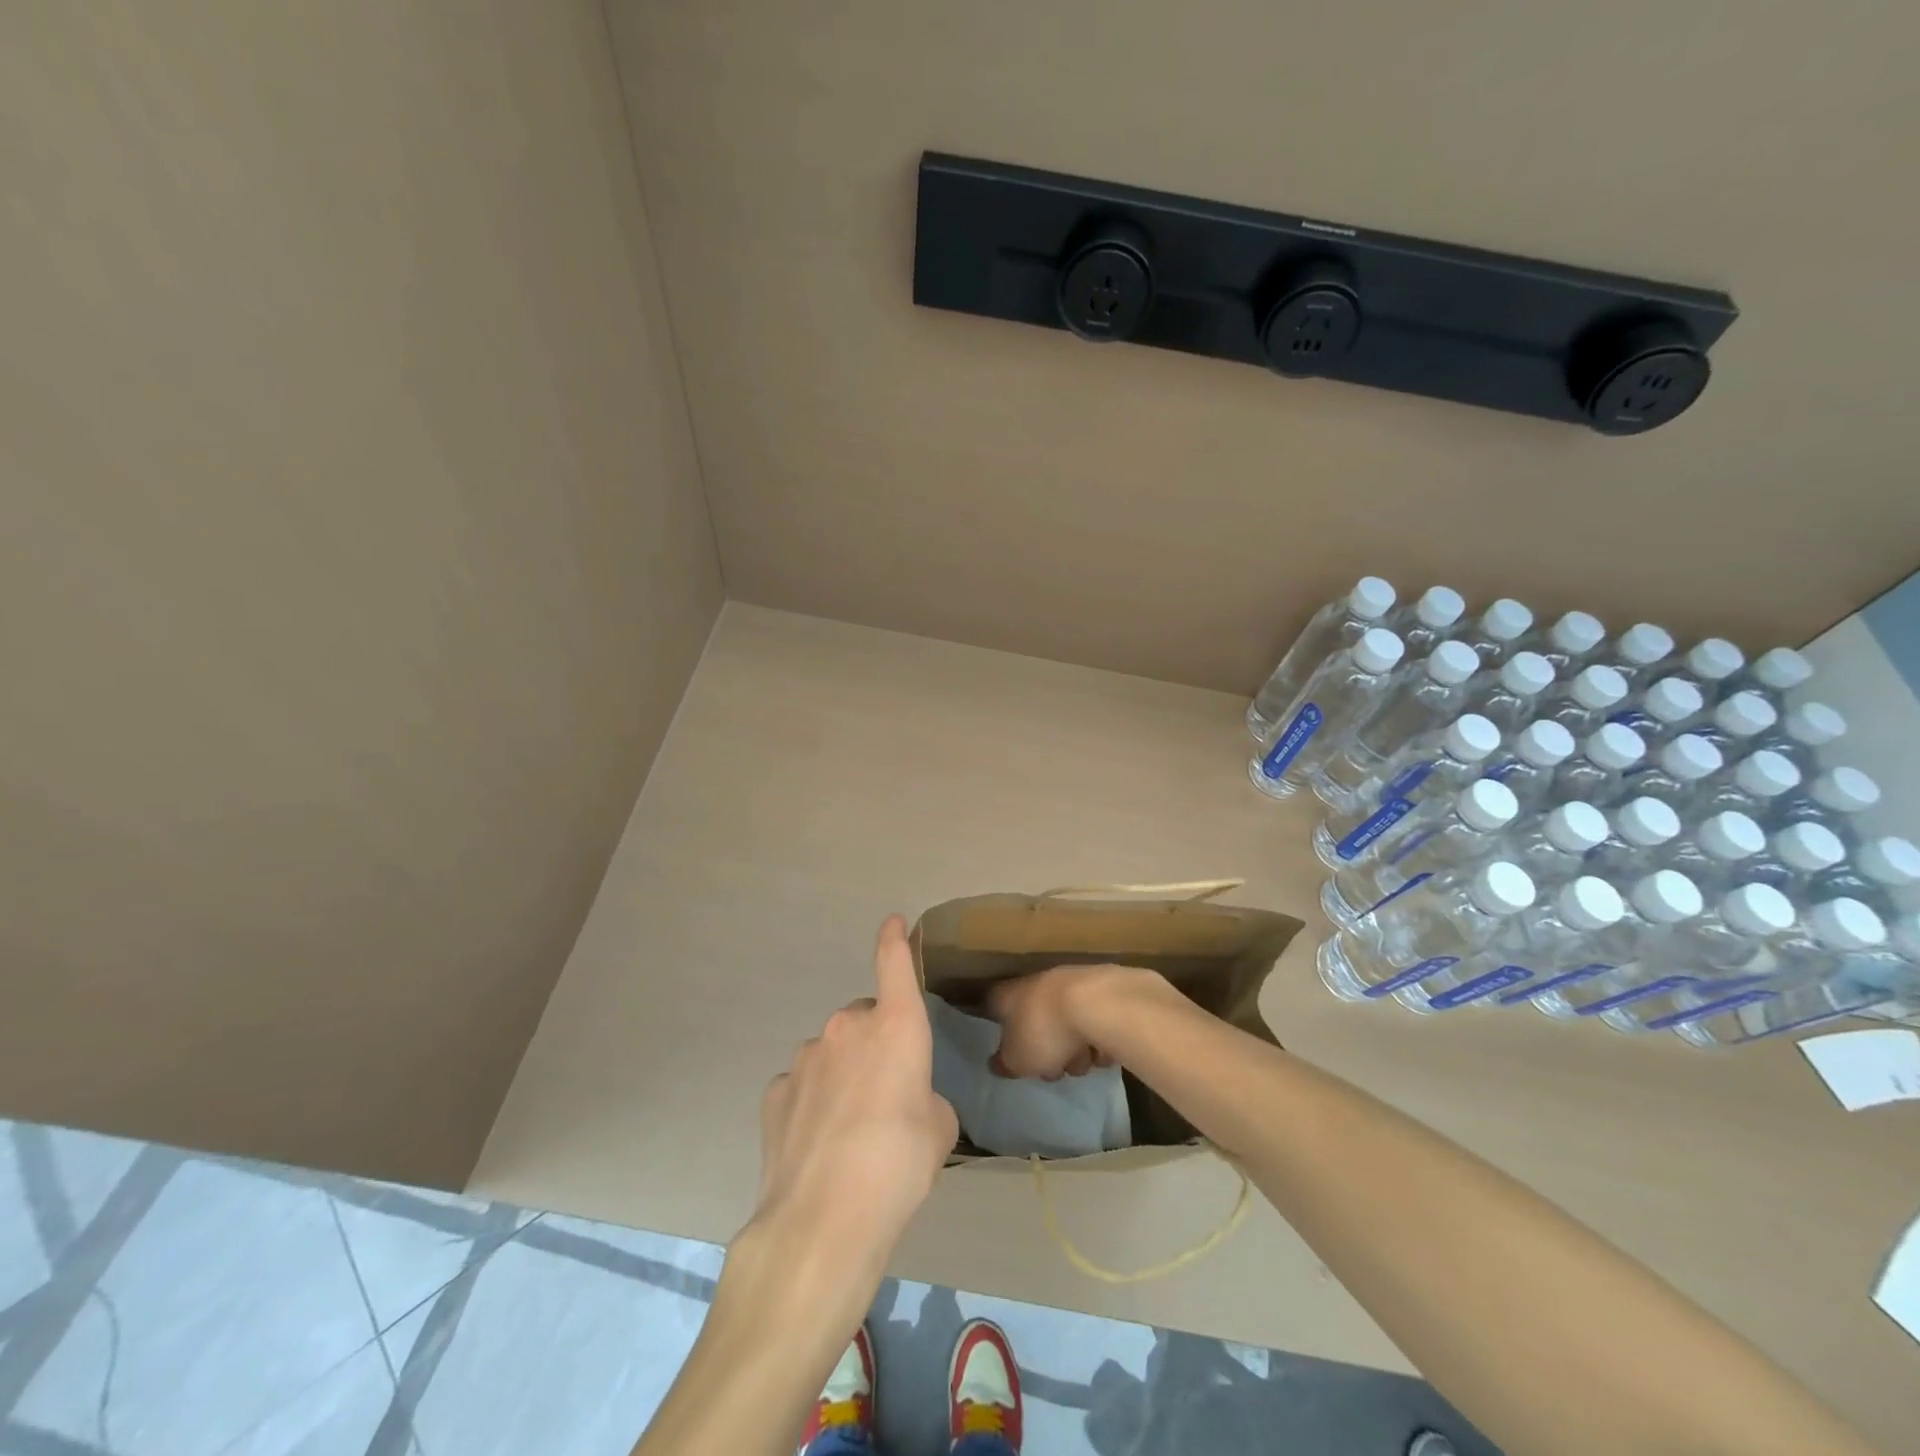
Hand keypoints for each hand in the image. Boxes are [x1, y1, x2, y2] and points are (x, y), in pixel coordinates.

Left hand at [748, 916, 957, 1297]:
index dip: (893, 939)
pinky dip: (812, 1100)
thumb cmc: (900, 1163)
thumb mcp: (939, 1130)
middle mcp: (847, 1027)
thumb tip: (907, 1101)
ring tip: (850, 1131)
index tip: (892, 921)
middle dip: (876, 1046)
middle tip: (886, 1097)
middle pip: (866, 1022)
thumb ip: (926, 1098)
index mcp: (895, 1026)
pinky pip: (803, 1083)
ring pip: (832, 1052)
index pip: (893, 963)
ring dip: (844, 1074)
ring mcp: (805, 1056)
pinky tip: (817, 1143)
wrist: (825, 1218)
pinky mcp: (775, 1090)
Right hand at [987, 963, 1157, 1078]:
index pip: (994, 1005)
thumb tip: (997, 1063)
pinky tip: (1105, 1050)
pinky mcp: (1103, 991)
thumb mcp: (1017, 1060)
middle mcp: (1038, 983)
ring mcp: (1072, 983)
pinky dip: (1100, 1039)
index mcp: (1010, 995)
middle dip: (1048, 1050)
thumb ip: (1005, 1063)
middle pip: (1037, 1021)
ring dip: (1076, 1049)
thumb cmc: (1046, 1031)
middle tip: (1055, 1067)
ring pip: (1068, 1025)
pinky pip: (1096, 1023)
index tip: (1010, 1049)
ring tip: (1085, 1060)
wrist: (1099, 1004)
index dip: (1001, 1029)